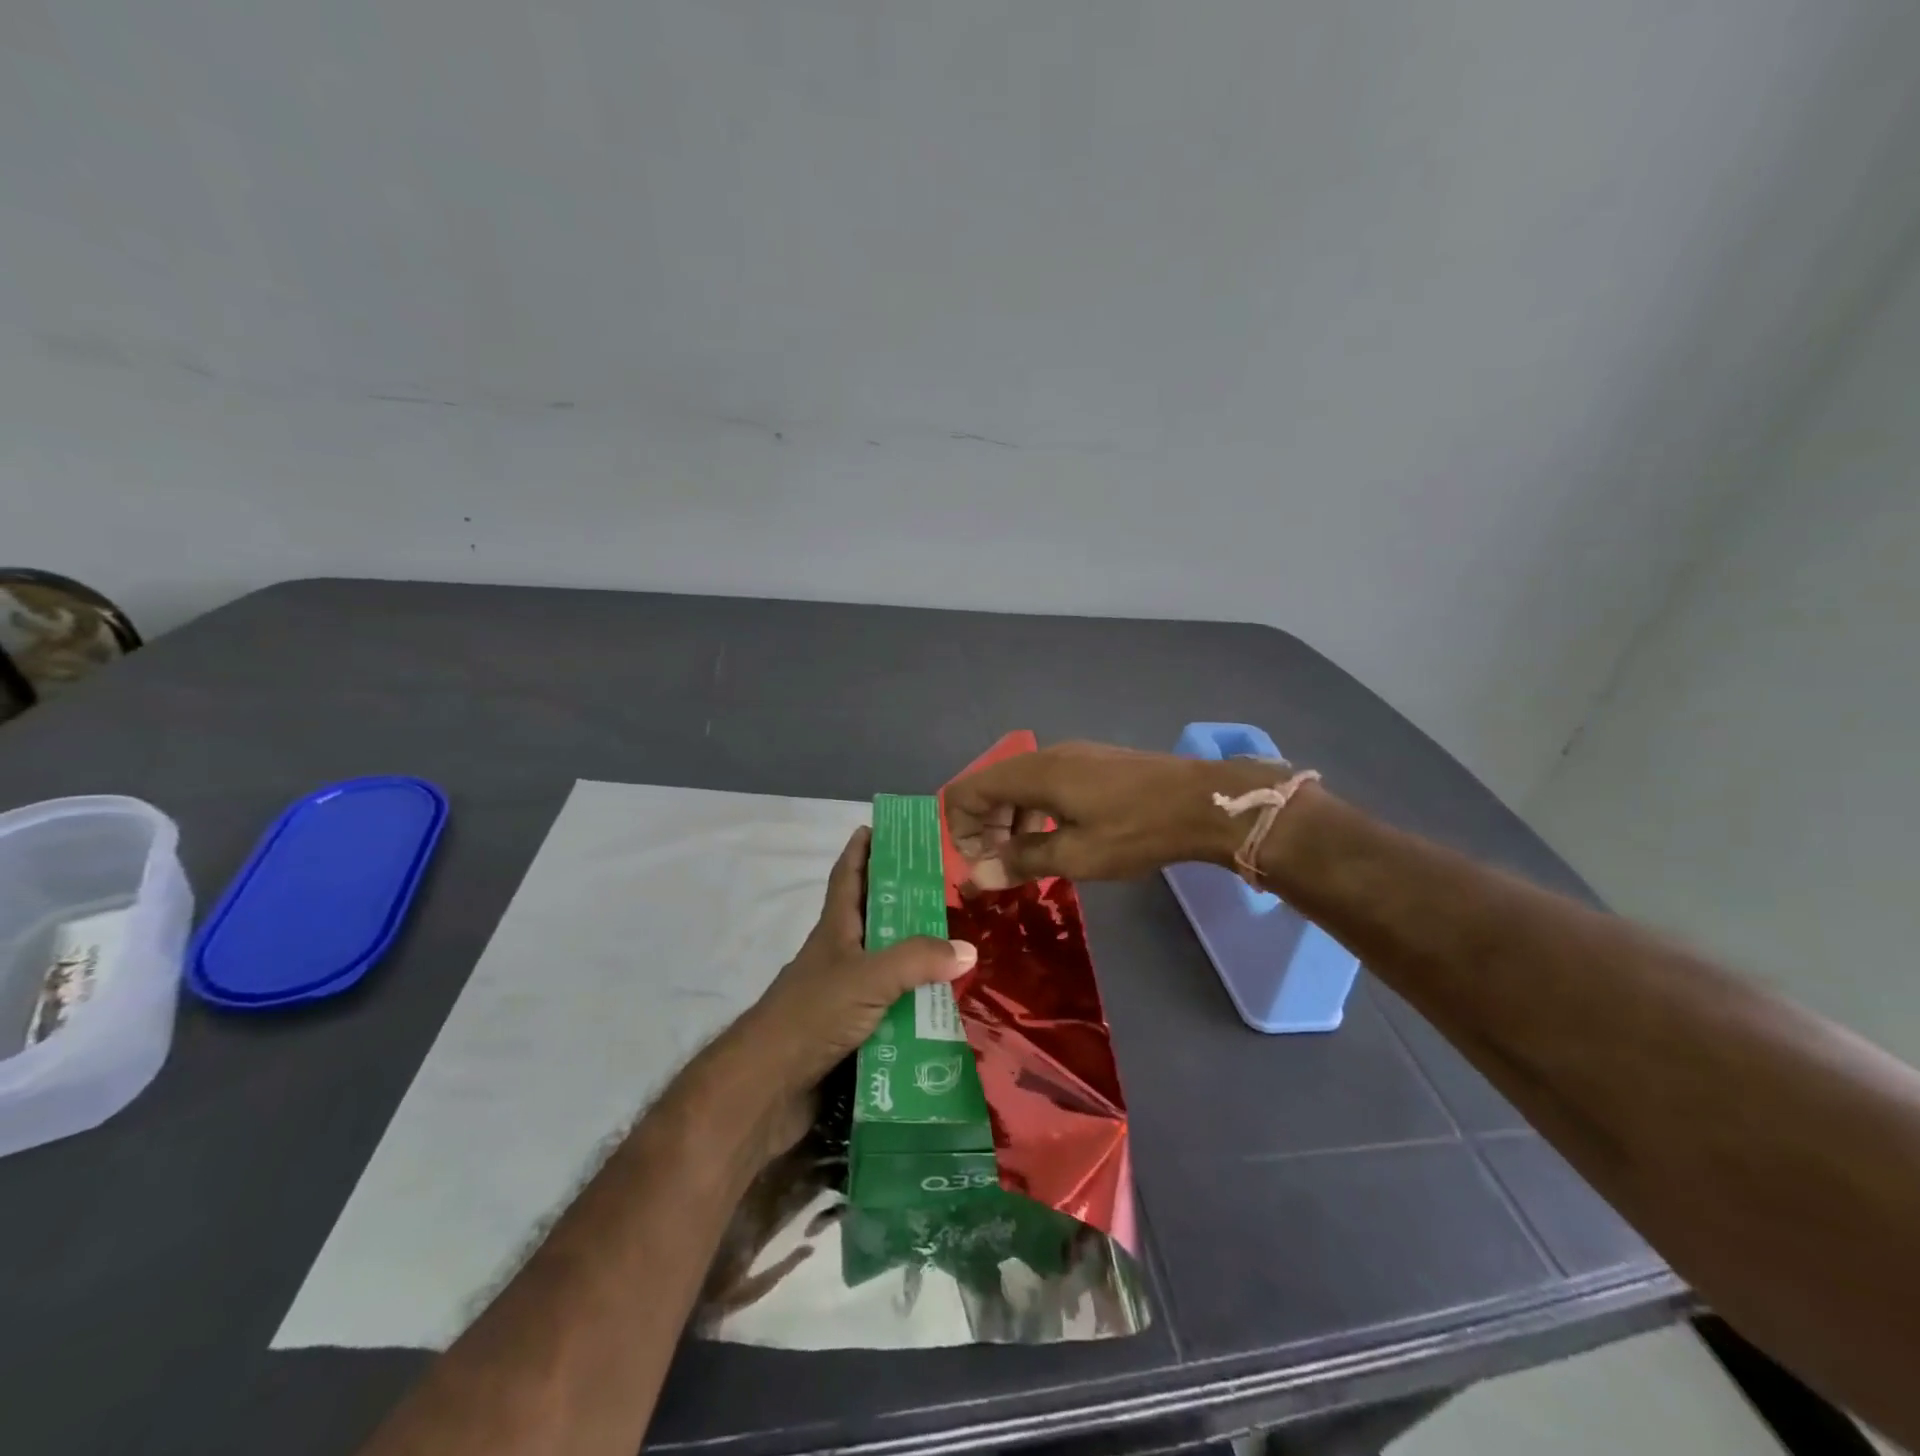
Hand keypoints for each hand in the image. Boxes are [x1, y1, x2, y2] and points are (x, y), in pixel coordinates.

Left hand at [730, 827, 975, 1150]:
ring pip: (885, 967)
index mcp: (835, 931)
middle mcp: (838, 957)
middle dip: (903, 902)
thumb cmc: (812, 1015)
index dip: (860, 851)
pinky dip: (912, 1006)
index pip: (847, 878)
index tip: (878, 828)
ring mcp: (841, 996)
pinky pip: (889, 1010)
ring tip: (959, 949)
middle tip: (947, 891)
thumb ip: (917, 959)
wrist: (767, 1088)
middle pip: (872, 919)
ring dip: (915, 959)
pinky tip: (942, 1010)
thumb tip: (967, 948)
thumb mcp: (868, 977)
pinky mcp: (848, 1033)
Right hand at [944, 741, 1289, 886]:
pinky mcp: (1093, 763)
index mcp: (1033, 773)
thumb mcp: (1076, 855)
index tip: (980, 864)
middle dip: (984, 827)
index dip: (959, 828)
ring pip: (1019, 785)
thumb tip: (976, 877)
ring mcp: (1072, 756)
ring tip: (1029, 858)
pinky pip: (1045, 783)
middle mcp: (1046, 756)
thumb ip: (1021, 862)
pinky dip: (1035, 811)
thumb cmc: (1136, 830)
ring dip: (1010, 821)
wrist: (1204, 802)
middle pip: (990, 786)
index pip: (967, 790)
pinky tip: (1058, 838)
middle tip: (1001, 867)